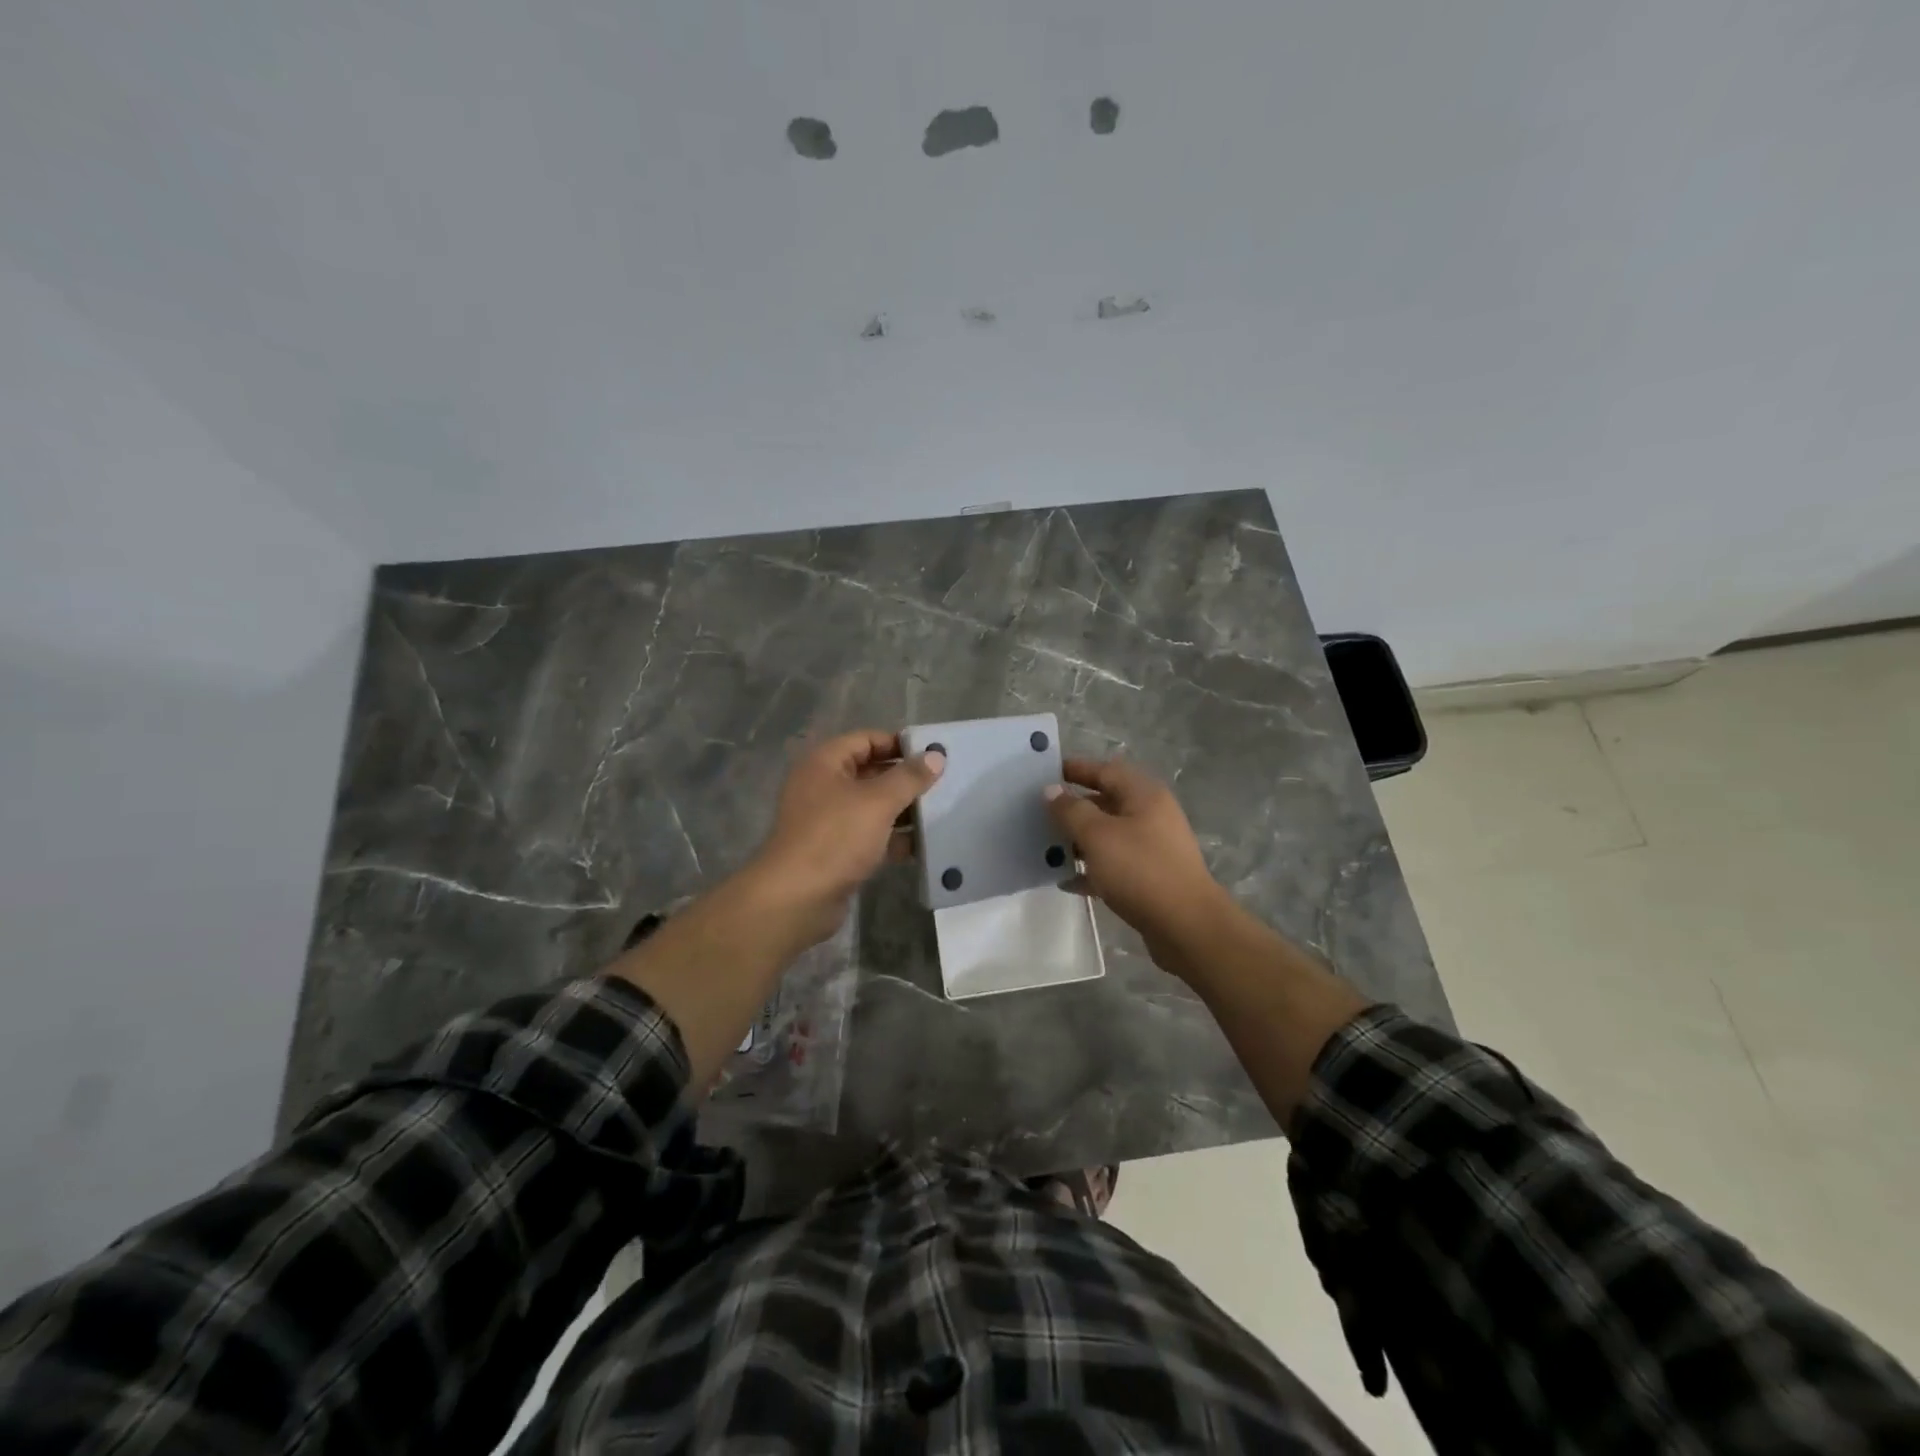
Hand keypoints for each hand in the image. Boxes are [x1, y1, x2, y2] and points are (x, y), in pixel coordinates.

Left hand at [746, 729, 945, 947]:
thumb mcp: (878, 801)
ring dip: (903, 810)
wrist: (796, 898)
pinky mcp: (837, 852)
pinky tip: (923, 844)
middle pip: (871, 772)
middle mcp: (823, 787)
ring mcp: (829, 821)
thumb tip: (936, 756)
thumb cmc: (835, 837)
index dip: (898, 743)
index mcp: (825, 764)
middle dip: (905, 779)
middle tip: (943, 783)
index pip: (866, 740)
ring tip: (941, 811)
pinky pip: (871, 836)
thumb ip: (909, 777)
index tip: (932, 754)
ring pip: (873, 806)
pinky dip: (894, 838)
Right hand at [1044, 758, 1232, 974]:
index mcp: (1144, 795)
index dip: (1075, 769)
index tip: (1044, 773)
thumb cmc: (1140, 870)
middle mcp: (1151, 815)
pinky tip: (1067, 882)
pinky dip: (1092, 869)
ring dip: (1079, 839)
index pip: (1105, 770)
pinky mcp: (1150, 877)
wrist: (1186, 926)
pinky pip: (1114, 864)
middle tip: (1039, 813)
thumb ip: (1071, 811)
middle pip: (1106, 801)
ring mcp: (1153, 847)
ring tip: (1046, 847)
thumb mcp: (1098, 836)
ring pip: (1109, 835)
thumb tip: (1051, 791)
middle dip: (1073, 807)